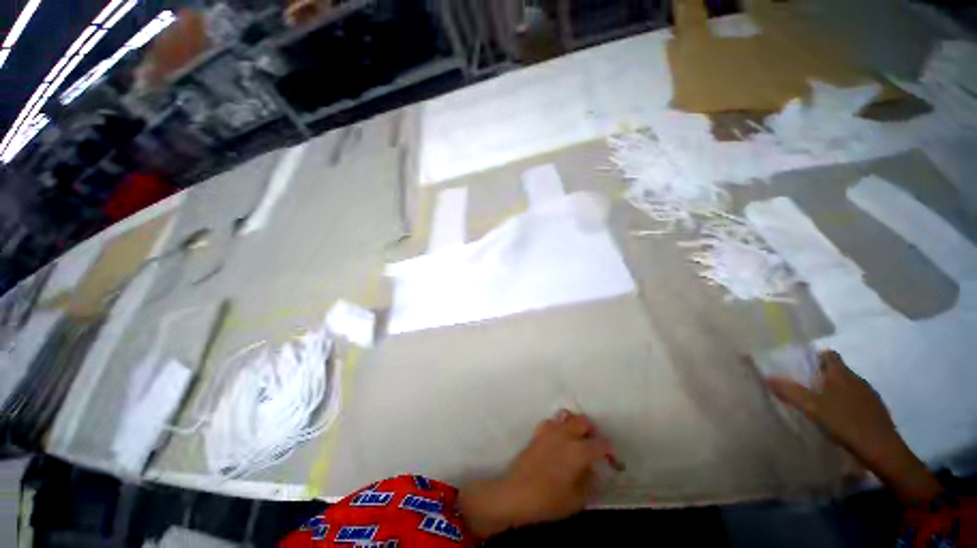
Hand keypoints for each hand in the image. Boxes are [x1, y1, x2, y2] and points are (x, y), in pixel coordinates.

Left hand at [459, 410, 617, 538]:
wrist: (516, 493)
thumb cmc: (549, 500)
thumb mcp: (577, 499)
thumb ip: (588, 481)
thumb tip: (592, 469)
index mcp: (579, 451)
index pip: (600, 444)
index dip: (609, 450)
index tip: (611, 458)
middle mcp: (565, 435)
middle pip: (583, 421)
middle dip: (591, 430)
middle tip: (593, 445)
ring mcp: (549, 431)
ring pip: (566, 416)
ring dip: (574, 424)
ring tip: (576, 439)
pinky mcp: (537, 433)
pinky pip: (552, 421)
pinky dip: (558, 426)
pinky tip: (558, 440)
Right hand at [767, 350, 941, 502]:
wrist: (882, 450)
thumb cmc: (846, 423)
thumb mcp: (812, 408)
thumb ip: (790, 392)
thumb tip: (767, 376)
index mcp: (842, 374)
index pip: (828, 355)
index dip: (814, 357)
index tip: (800, 366)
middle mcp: (857, 379)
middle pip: (837, 370)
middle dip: (821, 375)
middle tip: (804, 386)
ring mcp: (869, 395)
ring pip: (847, 385)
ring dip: (834, 390)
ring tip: (820, 403)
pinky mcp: (876, 410)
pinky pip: (856, 399)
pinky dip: (845, 403)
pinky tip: (839, 417)